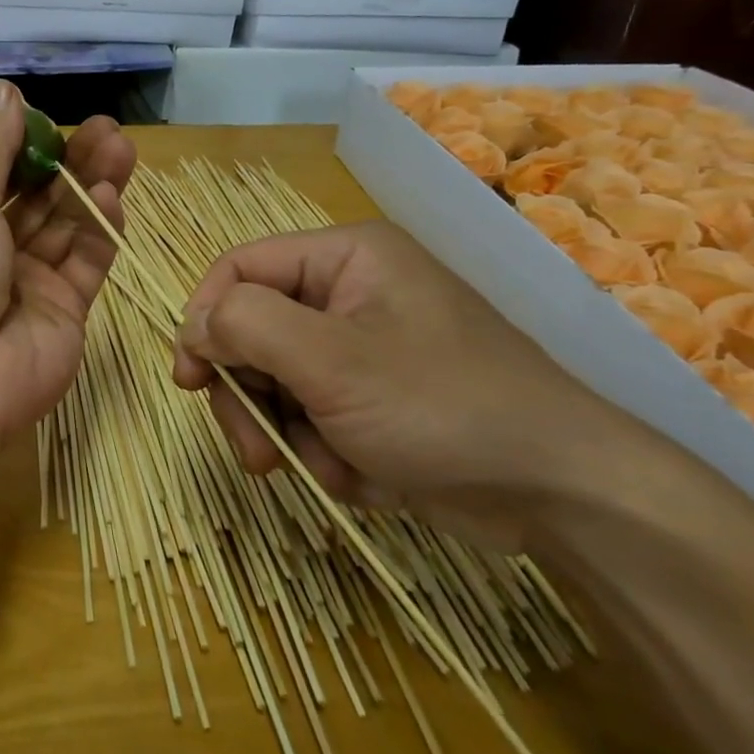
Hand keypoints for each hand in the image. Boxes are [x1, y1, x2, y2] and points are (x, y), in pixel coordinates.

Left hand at [0, 81, 136, 442]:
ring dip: (91, 187)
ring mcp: (31, 284)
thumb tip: (2, 91)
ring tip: (120, 147)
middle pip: (39, 200)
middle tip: (105, 128)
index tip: (53, 119)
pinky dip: (100, 229)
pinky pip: (86, 263)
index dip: (25, 148)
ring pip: (68, 226)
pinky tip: (112, 195)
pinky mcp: (66, 311)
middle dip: (69, 162)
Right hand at [171, 222, 635, 546]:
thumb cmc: (443, 406)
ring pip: (277, 381)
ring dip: (288, 433)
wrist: (564, 496)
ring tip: (324, 469)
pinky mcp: (374, 398)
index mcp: (345, 257)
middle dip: (250, 396)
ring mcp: (362, 348)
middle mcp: (349, 293)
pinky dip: (325, 451)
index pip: (239, 268)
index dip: (204, 318)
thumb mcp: (332, 361)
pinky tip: (362, 476)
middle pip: (252, 331)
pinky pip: (313, 415)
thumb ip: (247, 326)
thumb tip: (195, 324)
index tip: (189, 379)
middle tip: (257, 451)